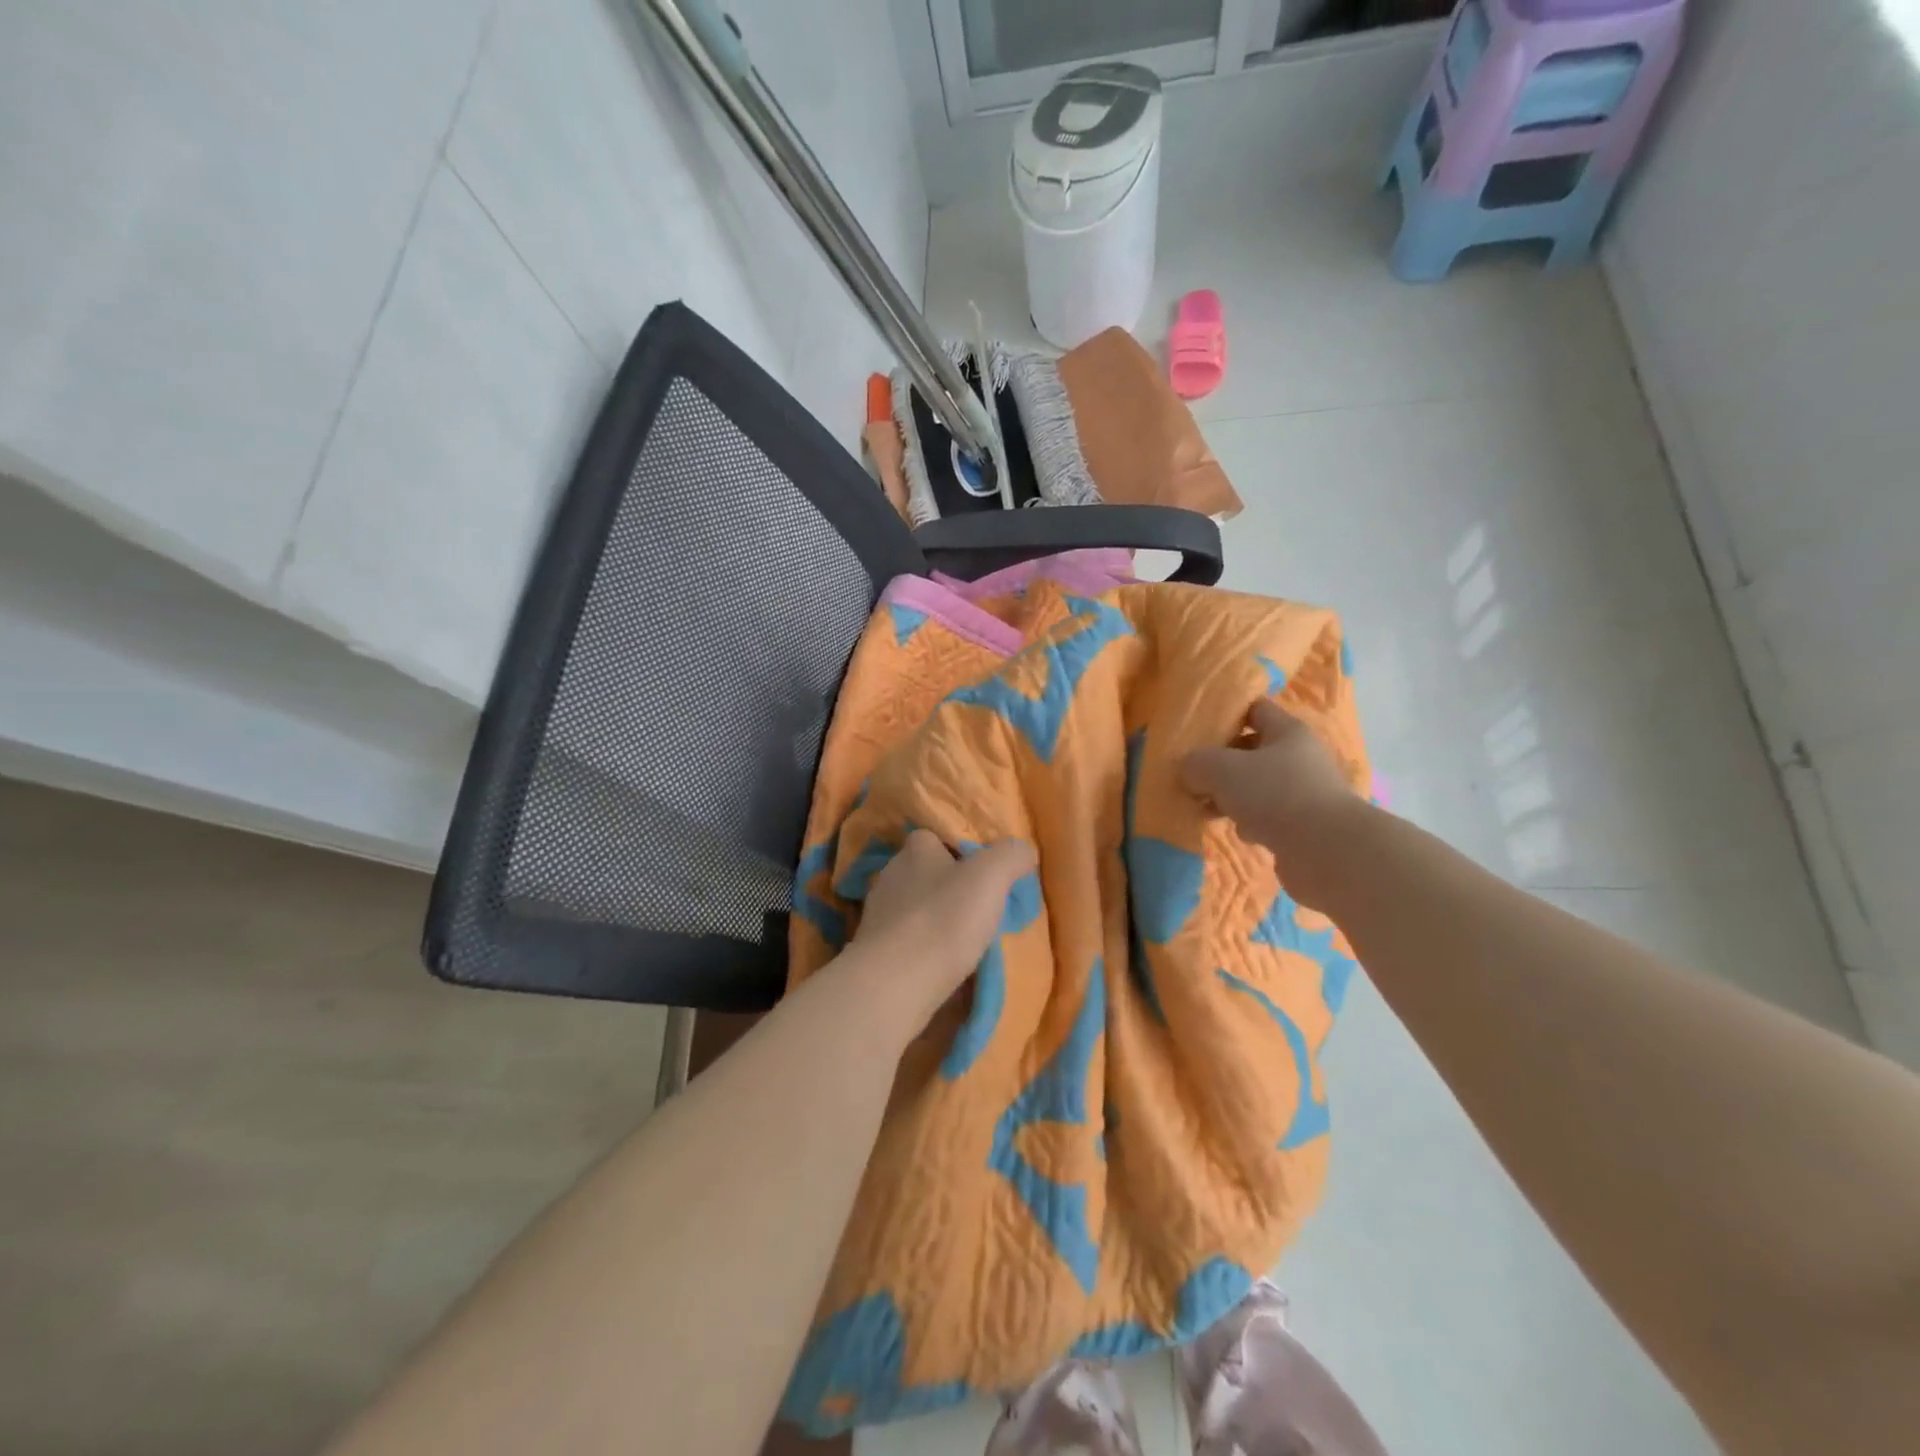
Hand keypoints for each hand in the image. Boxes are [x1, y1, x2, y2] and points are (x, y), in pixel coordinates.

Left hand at [843, 830, 1036, 1033]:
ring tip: (968, 942)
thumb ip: (1011, 855)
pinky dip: (925, 952)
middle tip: (980, 908)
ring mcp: (878, 917)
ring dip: (937, 922)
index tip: (982, 870)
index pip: (932, 837)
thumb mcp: (991, 876)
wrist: (895, 984)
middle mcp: (891, 877)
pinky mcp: (875, 954)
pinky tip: (946, 968)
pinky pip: (908, 944)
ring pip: (915, 911)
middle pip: (923, 874)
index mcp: (914, 851)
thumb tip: (1023, 850)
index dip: (957, 849)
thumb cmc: (944, 919)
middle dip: (948, 888)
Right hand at [1181, 700, 1370, 912]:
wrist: (1327, 852)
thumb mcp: (1221, 769)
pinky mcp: (1304, 826)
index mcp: (1287, 732)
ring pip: (1257, 786)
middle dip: (1221, 764)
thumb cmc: (1275, 794)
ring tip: (1206, 808)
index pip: (1254, 710)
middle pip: (1252, 751)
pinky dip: (1250, 822)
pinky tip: (1239, 831)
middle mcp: (1300, 757)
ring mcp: (1304, 793)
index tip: (1197, 731)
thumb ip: (1196, 763)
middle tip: (1193, 777)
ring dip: (1231, 796)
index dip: (1226, 716)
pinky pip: (1267, 816)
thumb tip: (1187, 770)